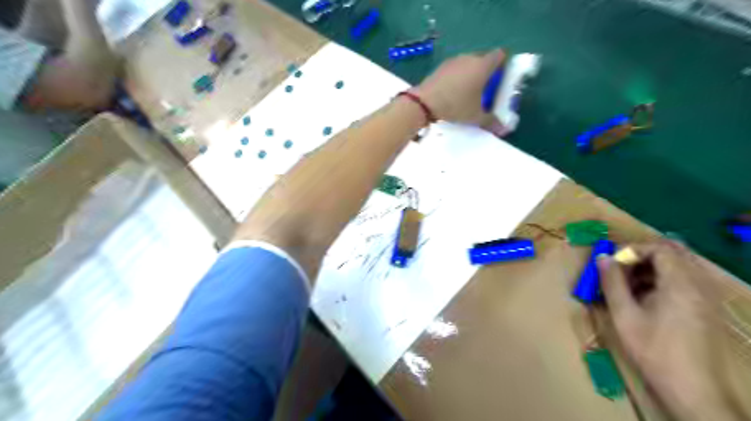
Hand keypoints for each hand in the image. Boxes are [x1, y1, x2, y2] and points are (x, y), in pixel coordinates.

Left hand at [410, 49, 510, 133]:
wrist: (424, 103)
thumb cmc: (455, 106)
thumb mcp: (475, 117)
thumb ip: (491, 122)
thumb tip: (504, 130)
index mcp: (483, 66)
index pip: (500, 55)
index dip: (504, 64)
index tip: (502, 78)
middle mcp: (470, 58)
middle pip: (484, 58)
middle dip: (487, 71)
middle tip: (487, 88)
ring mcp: (453, 61)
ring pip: (469, 63)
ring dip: (472, 73)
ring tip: (469, 92)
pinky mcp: (441, 67)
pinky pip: (456, 68)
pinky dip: (458, 76)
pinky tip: (454, 92)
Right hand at [600, 244, 743, 420]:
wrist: (693, 390)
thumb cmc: (654, 350)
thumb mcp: (624, 315)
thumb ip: (612, 282)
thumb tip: (601, 257)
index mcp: (681, 284)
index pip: (660, 249)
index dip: (632, 250)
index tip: (612, 263)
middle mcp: (700, 285)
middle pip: (672, 255)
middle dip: (641, 258)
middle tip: (619, 271)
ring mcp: (707, 298)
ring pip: (678, 268)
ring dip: (650, 270)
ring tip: (628, 287)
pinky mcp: (707, 309)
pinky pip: (685, 282)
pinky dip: (663, 282)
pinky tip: (646, 300)